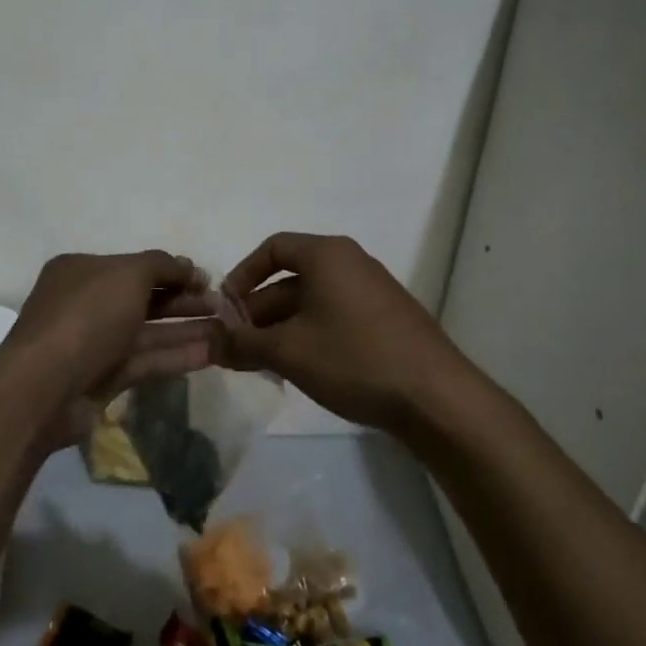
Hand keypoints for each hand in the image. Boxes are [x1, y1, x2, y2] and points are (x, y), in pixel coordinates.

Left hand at [6, 251, 223, 448]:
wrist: (44, 387)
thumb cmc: (86, 316)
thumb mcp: (127, 274)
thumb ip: (161, 265)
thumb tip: (187, 266)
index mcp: (82, 271)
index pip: (134, 266)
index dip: (172, 270)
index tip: (207, 279)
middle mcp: (87, 303)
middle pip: (144, 298)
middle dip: (184, 300)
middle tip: (223, 306)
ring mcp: (95, 343)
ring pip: (148, 332)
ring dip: (186, 329)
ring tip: (228, 330)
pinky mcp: (104, 379)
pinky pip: (146, 361)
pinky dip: (176, 356)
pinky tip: (212, 353)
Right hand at [219, 233, 471, 434]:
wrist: (435, 397)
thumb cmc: (354, 358)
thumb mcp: (289, 351)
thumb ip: (243, 343)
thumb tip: (210, 341)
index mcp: (327, 255)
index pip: (273, 248)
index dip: (243, 275)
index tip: (226, 308)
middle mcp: (350, 263)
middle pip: (291, 278)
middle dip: (259, 311)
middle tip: (237, 346)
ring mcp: (372, 291)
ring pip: (313, 301)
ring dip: (282, 328)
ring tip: (261, 363)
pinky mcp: (386, 319)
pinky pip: (335, 316)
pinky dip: (310, 335)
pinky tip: (300, 369)